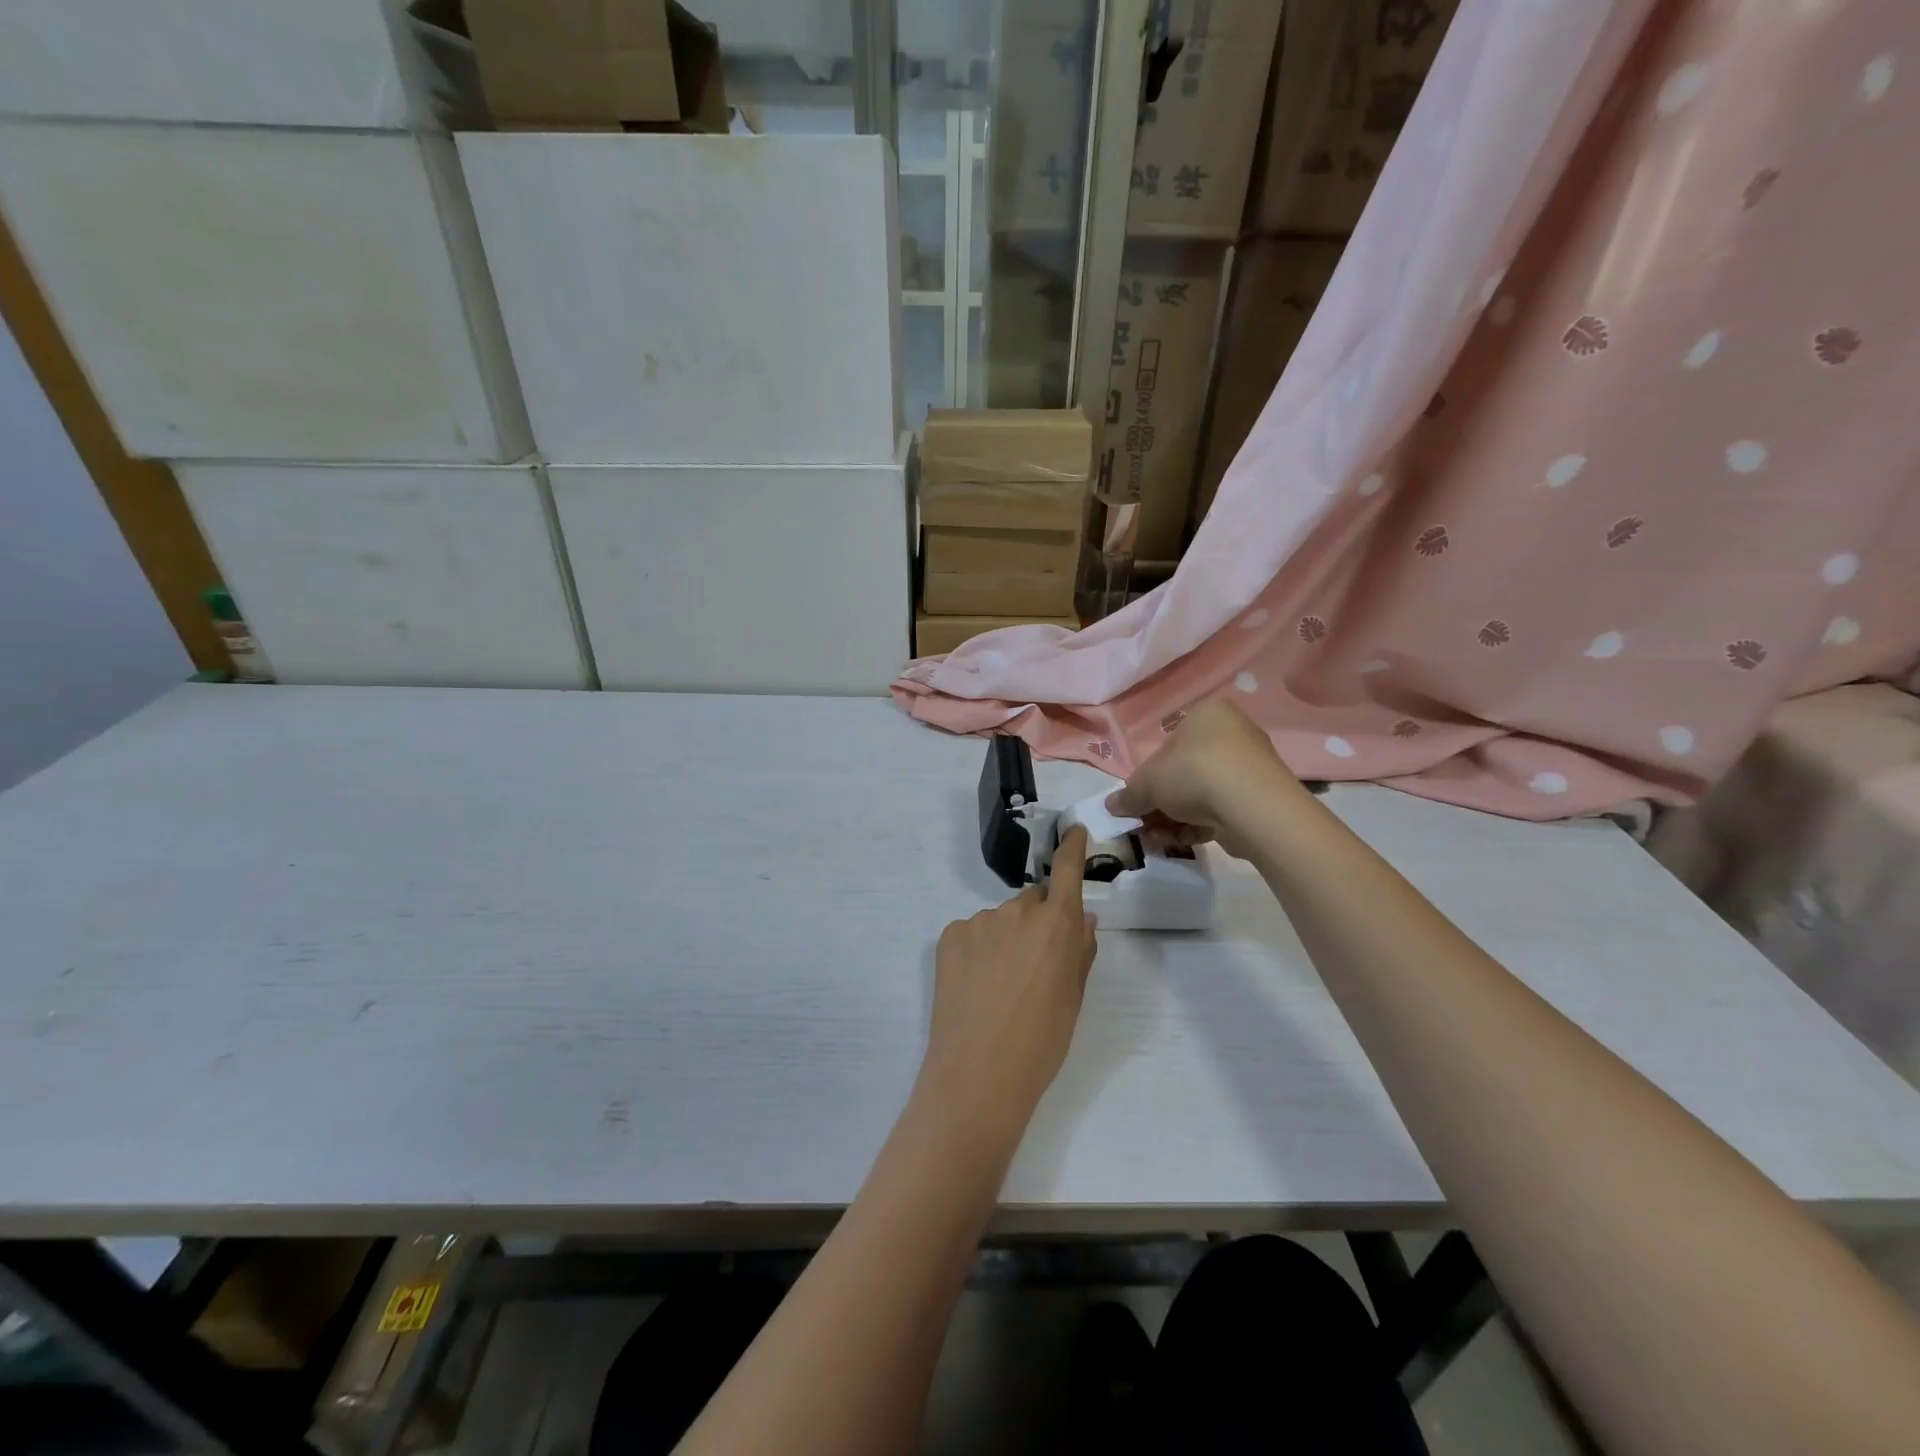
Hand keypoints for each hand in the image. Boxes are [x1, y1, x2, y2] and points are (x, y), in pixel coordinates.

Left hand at [920, 827, 1098, 1140]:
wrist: (978, 1073)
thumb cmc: (1042, 1041)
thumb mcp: (1073, 997)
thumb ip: (1079, 949)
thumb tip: (1082, 916)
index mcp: (1055, 924)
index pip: (1067, 871)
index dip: (1072, 847)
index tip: (1073, 830)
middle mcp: (1017, 911)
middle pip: (1033, 902)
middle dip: (1038, 922)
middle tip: (1035, 965)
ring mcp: (979, 921)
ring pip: (1001, 920)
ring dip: (1006, 939)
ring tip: (1001, 985)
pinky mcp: (949, 935)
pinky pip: (973, 933)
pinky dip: (978, 950)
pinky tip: (976, 984)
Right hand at [1106, 701, 1302, 856]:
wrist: (1251, 806)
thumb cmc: (1193, 773)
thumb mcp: (1147, 782)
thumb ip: (1128, 795)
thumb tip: (1111, 806)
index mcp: (1206, 715)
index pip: (1168, 745)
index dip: (1147, 776)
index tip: (1136, 801)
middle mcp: (1231, 735)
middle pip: (1182, 773)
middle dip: (1158, 803)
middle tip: (1140, 824)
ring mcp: (1248, 769)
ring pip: (1199, 796)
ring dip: (1172, 819)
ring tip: (1153, 839)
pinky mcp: (1257, 800)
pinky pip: (1218, 811)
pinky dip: (1195, 826)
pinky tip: (1176, 842)